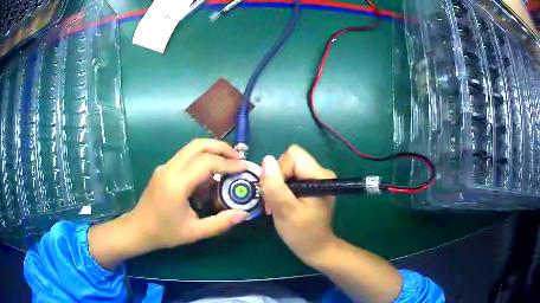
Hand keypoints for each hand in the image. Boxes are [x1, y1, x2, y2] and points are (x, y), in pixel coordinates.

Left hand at [125, 139, 249, 249]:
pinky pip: (185, 156)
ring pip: (191, 147)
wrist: (138, 229)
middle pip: (198, 145)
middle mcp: (169, 169)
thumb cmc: (165, 233)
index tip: (245, 166)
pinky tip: (210, 172)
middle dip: (221, 147)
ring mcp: (165, 166)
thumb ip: (220, 223)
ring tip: (228, 161)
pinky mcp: (163, 168)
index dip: (228, 162)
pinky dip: (201, 157)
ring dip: (212, 149)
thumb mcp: (194, 232)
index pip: (206, 163)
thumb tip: (243, 214)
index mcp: (176, 184)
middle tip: (238, 158)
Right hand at [260, 145, 336, 265]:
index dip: (280, 170)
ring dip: (278, 186)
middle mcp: (321, 172)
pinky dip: (283, 189)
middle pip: (290, 160)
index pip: (293, 155)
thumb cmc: (302, 233)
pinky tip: (283, 204)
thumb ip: (275, 185)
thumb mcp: (285, 211)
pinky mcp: (312, 186)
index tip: (277, 193)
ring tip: (278, 205)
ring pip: (288, 169)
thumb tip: (267, 159)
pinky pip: (292, 177)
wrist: (316, 248)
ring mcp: (317, 179)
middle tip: (275, 201)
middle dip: (277, 179)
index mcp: (320, 175)